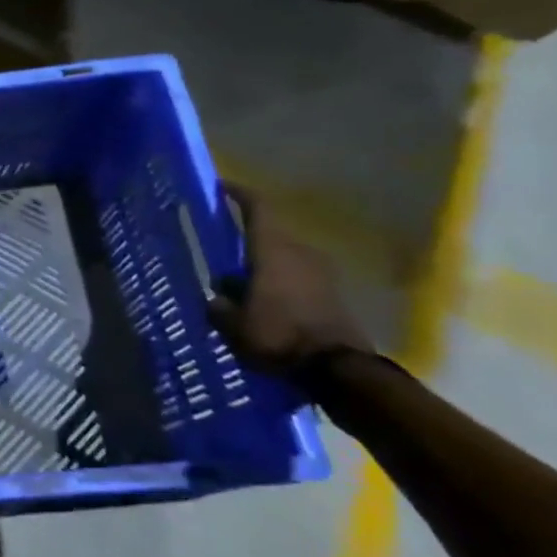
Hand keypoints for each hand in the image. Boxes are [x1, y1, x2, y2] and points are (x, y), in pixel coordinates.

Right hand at [208, 185, 371, 372]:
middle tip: (221, 250)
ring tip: (240, 282)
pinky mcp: (333, 293)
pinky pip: (298, 276)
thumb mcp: (233, 325)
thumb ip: (220, 305)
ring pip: (284, 256)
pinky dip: (279, 282)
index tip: (222, 186)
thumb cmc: (277, 337)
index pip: (258, 209)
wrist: (338, 370)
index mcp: (273, 251)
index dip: (239, 194)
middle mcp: (300, 252)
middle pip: (270, 234)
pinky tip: (263, 301)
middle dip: (245, 240)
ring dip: (262, 264)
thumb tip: (218, 296)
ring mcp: (322, 273)